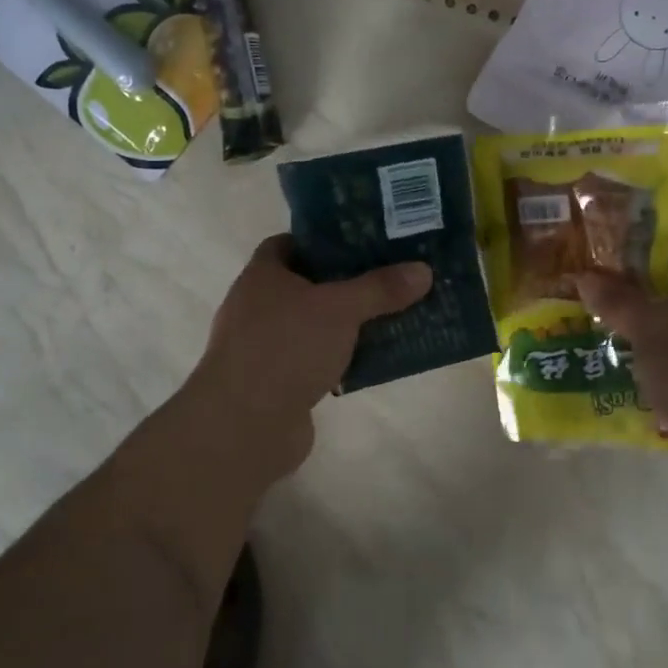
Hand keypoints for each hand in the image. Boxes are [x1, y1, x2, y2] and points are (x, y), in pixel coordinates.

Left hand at [187, 235, 432, 476]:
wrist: (244, 426)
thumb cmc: (286, 348)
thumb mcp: (340, 309)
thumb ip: (380, 288)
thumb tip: (424, 270)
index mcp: (262, 276)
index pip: (289, 243)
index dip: (323, 240)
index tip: (361, 243)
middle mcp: (256, 306)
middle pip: (306, 284)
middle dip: (344, 282)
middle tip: (387, 277)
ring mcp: (264, 347)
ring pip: (313, 324)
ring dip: (345, 323)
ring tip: (389, 316)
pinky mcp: (275, 383)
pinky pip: (314, 359)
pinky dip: (339, 357)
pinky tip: (371, 360)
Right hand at [575, 238, 667, 496]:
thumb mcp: (648, 330)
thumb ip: (617, 300)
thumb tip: (586, 275)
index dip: (645, 252)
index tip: (609, 268)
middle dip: (641, 296)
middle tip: (602, 304)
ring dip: (651, 334)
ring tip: (611, 340)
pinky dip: (666, 364)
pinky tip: (636, 376)